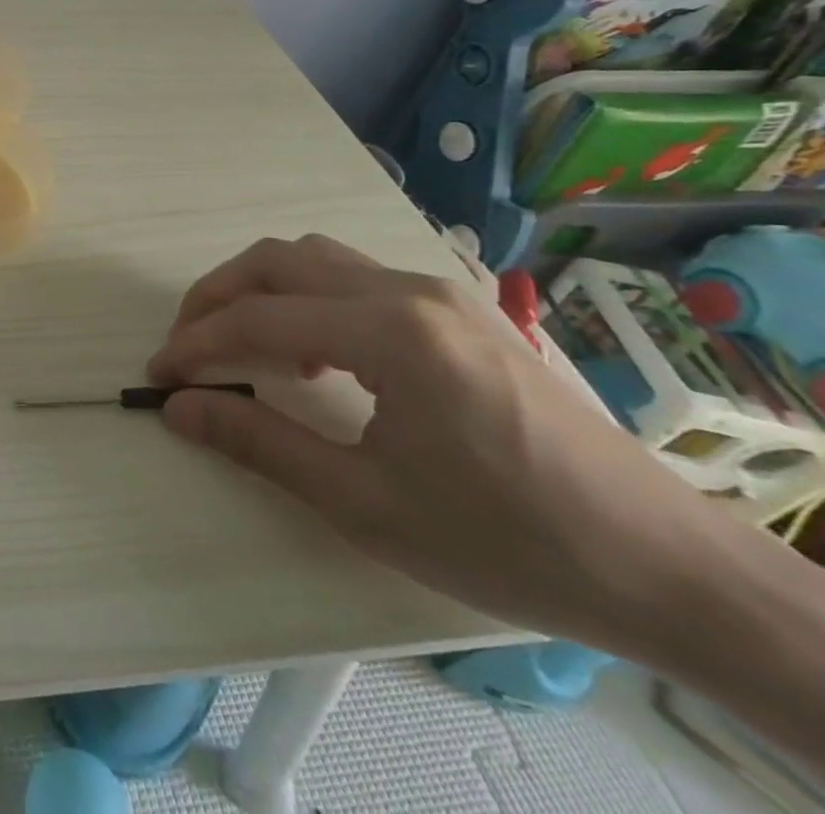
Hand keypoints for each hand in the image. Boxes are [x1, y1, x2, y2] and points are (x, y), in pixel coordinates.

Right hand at [146, 235, 731, 647]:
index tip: (158, 375)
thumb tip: (178, 407)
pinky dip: (309, 298)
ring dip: (262, 290)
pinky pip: (357, 277)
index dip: (196, 343)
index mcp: (389, 331)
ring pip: (317, 258)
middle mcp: (409, 289)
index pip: (258, 318)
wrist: (666, 567)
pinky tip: (318, 351)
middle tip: (187, 345)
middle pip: (277, 261)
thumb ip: (259, 442)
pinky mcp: (459, 309)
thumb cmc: (508, 540)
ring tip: (246, 346)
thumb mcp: (365, 503)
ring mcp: (439, 291)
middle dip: (216, 297)